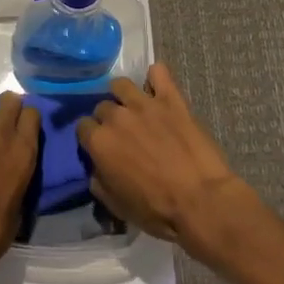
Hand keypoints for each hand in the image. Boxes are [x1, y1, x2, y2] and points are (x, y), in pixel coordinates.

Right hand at [76, 63, 255, 260]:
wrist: (201, 201)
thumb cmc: (157, 210)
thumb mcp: (117, 206)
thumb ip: (100, 181)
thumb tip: (97, 169)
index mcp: (100, 142)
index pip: (83, 127)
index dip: (91, 138)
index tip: (101, 148)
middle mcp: (116, 116)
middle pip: (102, 107)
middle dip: (108, 119)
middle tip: (123, 134)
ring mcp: (144, 104)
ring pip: (122, 85)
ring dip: (124, 96)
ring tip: (135, 109)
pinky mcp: (171, 99)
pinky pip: (159, 73)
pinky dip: (156, 77)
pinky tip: (158, 88)